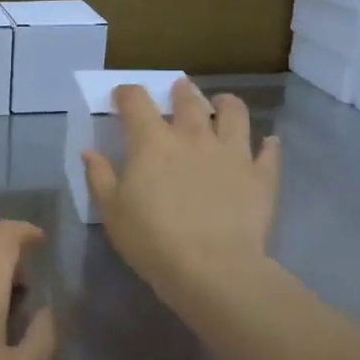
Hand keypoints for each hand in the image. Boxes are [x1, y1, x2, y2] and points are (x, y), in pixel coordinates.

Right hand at [82, 80, 281, 328]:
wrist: (212, 269)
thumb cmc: (151, 239)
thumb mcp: (111, 211)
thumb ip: (99, 176)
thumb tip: (90, 152)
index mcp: (152, 141)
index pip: (136, 100)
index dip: (126, 93)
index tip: (122, 97)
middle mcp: (193, 135)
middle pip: (188, 99)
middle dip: (180, 91)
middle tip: (179, 90)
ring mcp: (231, 152)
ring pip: (234, 113)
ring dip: (227, 105)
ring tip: (223, 105)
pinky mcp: (260, 176)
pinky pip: (269, 152)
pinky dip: (268, 145)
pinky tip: (268, 144)